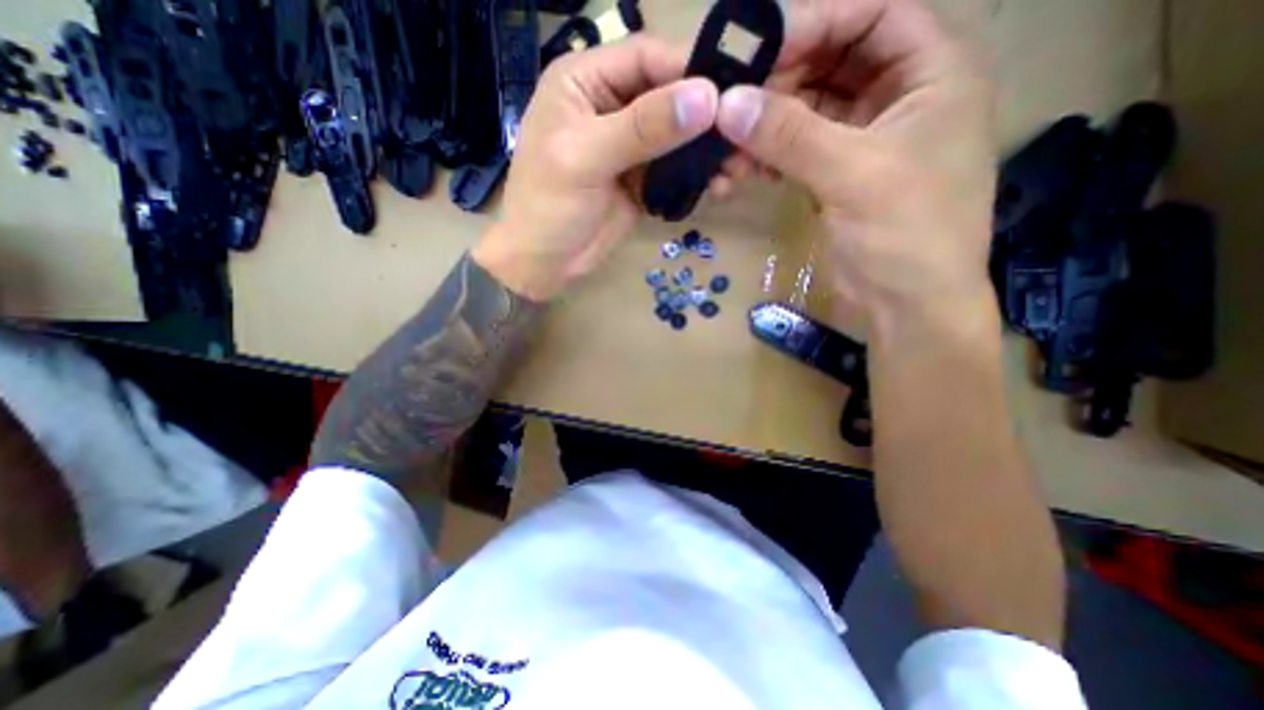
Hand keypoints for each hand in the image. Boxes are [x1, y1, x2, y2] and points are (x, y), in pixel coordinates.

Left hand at [470, 37, 720, 302]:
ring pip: (678, 135)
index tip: (732, 94)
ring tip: (737, 169)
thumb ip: (642, 128)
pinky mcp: (642, 179)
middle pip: (669, 96)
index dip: (689, 71)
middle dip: (706, 117)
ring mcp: (630, 146)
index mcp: (586, 81)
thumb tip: (706, 98)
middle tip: (744, 138)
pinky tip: (718, 188)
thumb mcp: (587, 159)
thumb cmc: (548, 207)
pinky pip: (676, 169)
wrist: (544, 263)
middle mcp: (611, 105)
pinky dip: (697, 177)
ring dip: (707, 151)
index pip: (647, 59)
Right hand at [711, 0, 998, 351]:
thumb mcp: (852, 175)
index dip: (815, 23)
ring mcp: (863, 141)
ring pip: (806, 114)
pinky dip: (768, 160)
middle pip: (831, 65)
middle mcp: (898, 98)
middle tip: (729, 107)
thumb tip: (727, 103)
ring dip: (764, 130)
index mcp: (931, 73)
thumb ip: (790, 135)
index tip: (756, 51)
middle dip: (778, 85)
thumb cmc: (906, 234)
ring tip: (725, 150)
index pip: (872, 14)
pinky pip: (797, 153)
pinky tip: (738, 172)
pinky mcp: (837, 177)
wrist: (907, 306)